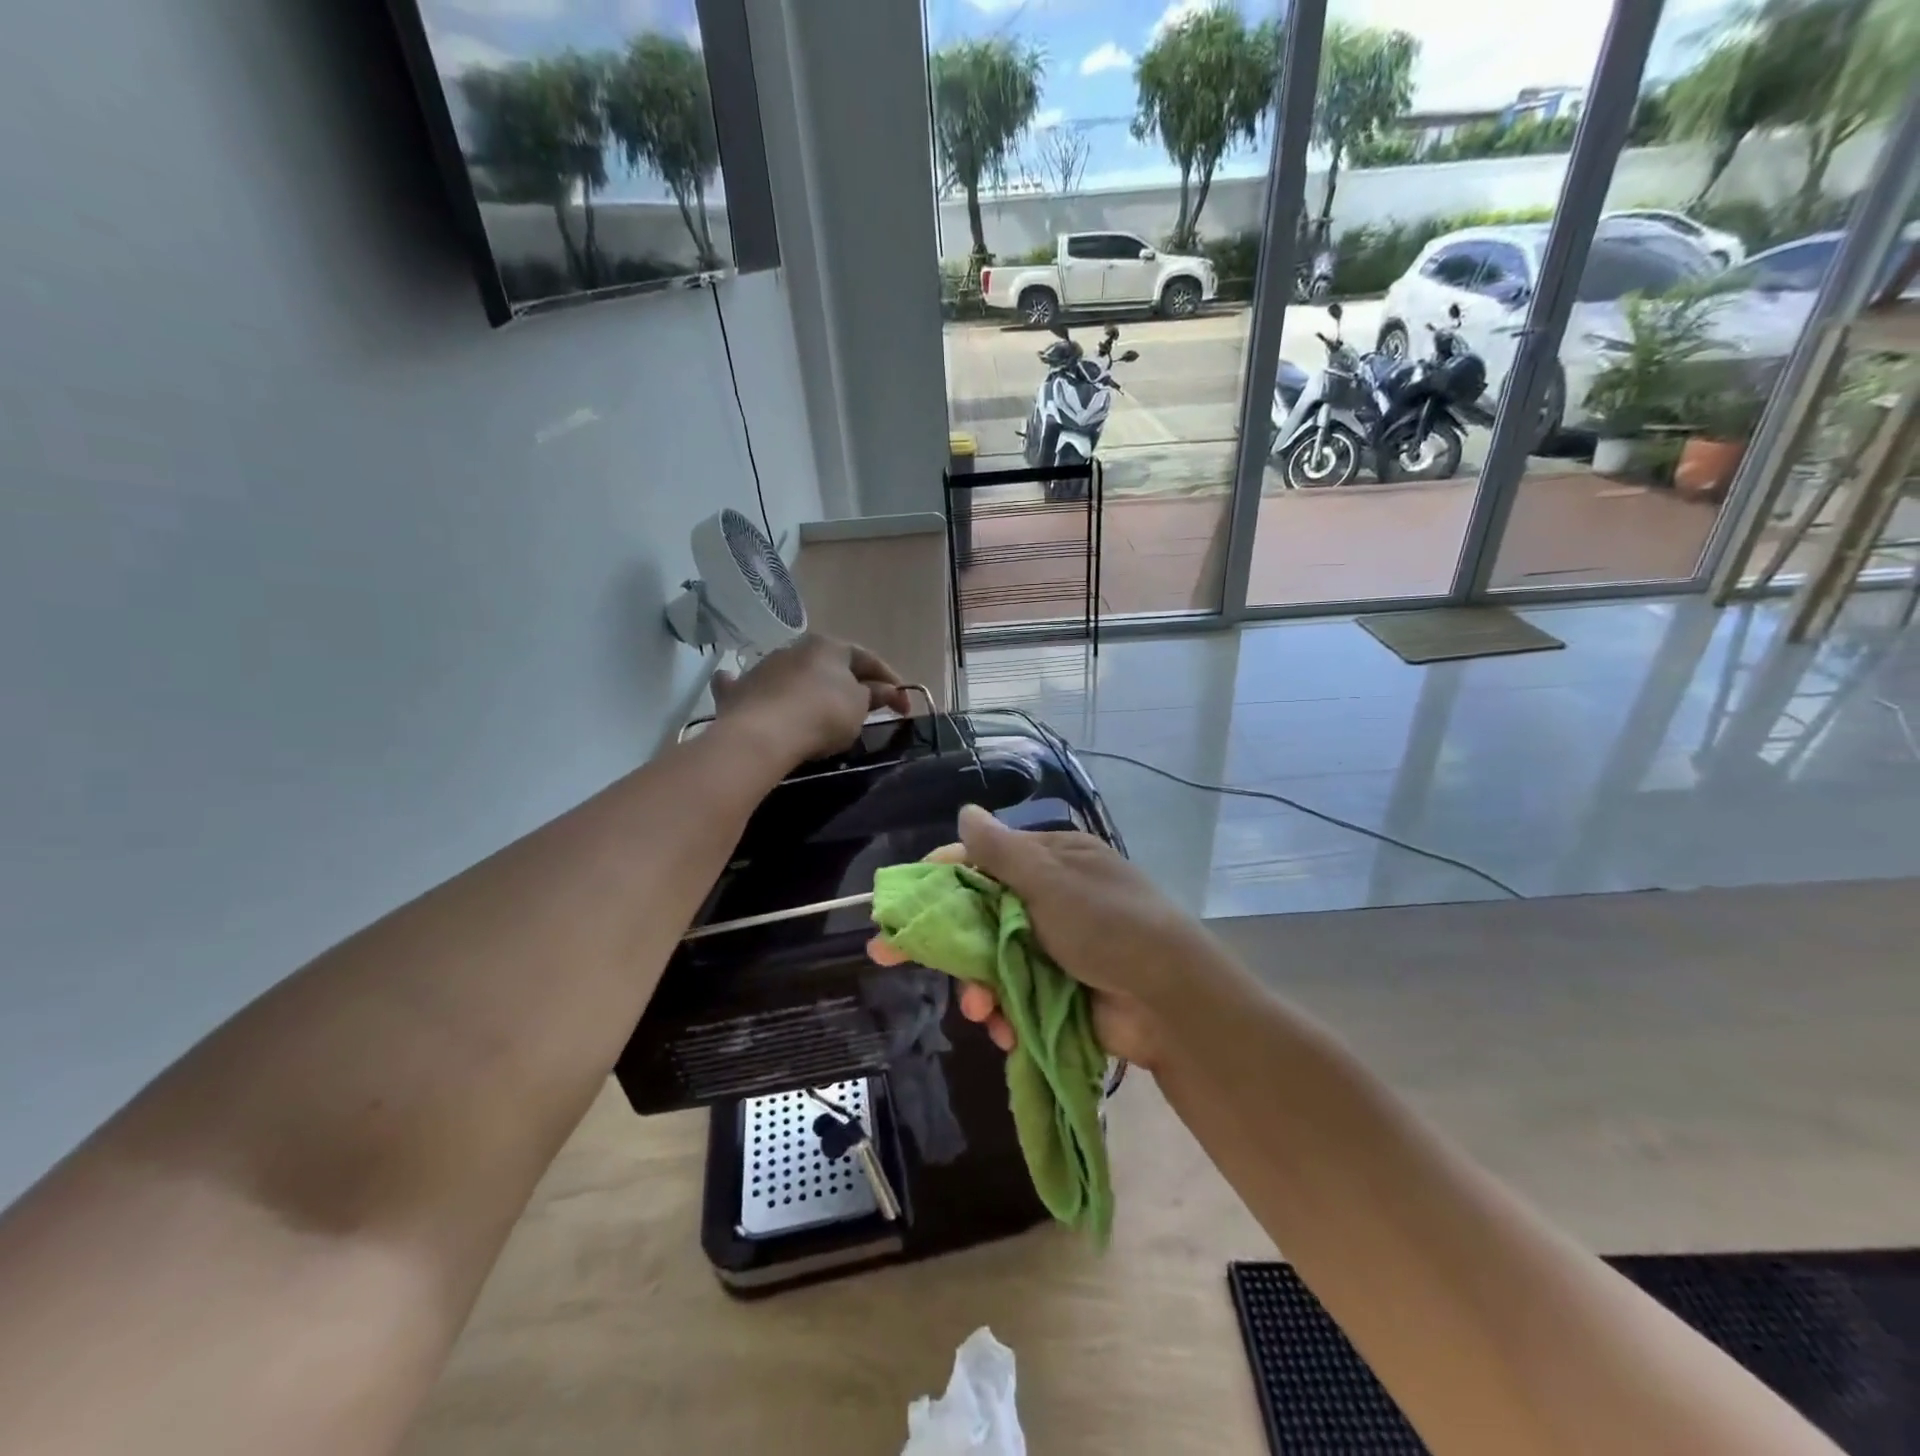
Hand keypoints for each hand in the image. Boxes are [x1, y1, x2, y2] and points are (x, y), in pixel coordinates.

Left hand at [711, 635, 908, 767]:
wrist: (762, 734)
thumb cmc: (822, 714)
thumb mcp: (859, 708)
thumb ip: (873, 696)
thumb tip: (882, 690)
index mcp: (830, 646)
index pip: (868, 659)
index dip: (891, 683)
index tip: (905, 708)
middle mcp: (796, 648)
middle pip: (830, 666)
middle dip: (849, 684)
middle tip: (865, 708)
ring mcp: (765, 667)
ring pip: (795, 675)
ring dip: (809, 687)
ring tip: (821, 711)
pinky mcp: (740, 690)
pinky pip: (756, 688)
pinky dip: (761, 691)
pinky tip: (756, 693)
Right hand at [868, 805, 1218, 1069]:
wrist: (1172, 1001)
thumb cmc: (1108, 926)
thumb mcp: (1051, 882)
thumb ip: (1001, 852)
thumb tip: (965, 810)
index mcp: (1054, 861)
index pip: (985, 859)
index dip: (941, 876)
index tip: (905, 899)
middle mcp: (1053, 899)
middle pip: (981, 914)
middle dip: (948, 942)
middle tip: (890, 956)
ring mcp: (1057, 948)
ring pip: (994, 961)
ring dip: (978, 987)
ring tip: (979, 1012)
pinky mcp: (1061, 991)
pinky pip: (1016, 996)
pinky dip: (1006, 1014)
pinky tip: (1003, 1031)